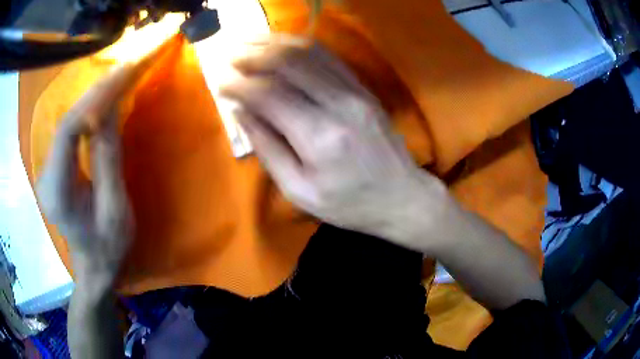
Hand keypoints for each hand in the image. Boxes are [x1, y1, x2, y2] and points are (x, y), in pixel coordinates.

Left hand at [37, 65, 135, 288]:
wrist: (93, 264)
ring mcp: (47, 169)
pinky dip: (88, 111)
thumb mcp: (115, 208)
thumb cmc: (107, 245)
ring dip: (92, 98)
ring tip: (117, 77)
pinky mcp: (54, 165)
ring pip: (67, 123)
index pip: (67, 134)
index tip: (120, 79)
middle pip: (66, 123)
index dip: (92, 103)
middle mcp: (46, 176)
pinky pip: (70, 130)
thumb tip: (110, 109)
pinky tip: (103, 99)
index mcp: (58, 193)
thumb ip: (108, 160)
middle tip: (124, 69)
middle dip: (95, 93)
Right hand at [222, 41, 448, 243]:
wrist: (402, 196)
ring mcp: (355, 91)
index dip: (239, 85)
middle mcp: (338, 104)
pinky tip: (282, 44)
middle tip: (229, 54)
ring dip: (275, 43)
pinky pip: (329, 57)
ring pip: (309, 53)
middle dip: (253, 55)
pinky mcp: (363, 88)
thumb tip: (241, 112)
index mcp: (319, 137)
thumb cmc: (349, 204)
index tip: (219, 81)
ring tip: (249, 42)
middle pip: (288, 63)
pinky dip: (301, 46)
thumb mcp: (300, 191)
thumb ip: (268, 149)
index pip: (268, 95)